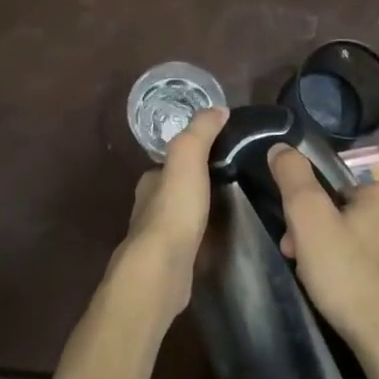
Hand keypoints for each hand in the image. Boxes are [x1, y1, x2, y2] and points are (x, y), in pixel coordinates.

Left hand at [109, 107, 227, 322]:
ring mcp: (156, 239)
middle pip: (174, 190)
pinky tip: (217, 242)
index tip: (219, 155)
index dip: (190, 156)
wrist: (162, 270)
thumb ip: (200, 132)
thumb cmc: (174, 210)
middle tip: (231, 184)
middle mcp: (147, 208)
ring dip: (198, 214)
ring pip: (179, 218)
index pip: (170, 162)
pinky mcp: (168, 264)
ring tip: (229, 212)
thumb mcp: (187, 158)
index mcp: (149, 182)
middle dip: (195, 187)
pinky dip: (199, 239)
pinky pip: (187, 244)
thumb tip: (217, 109)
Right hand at [268, 144, 378, 378]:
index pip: (333, 193)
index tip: (294, 245)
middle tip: (307, 270)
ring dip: (347, 259)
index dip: (307, 217)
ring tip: (332, 291)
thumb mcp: (309, 221)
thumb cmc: (349, 278)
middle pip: (351, 218)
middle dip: (325, 239)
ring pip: (371, 244)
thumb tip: (281, 146)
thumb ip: (293, 178)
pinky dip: (371, 279)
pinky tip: (360, 302)